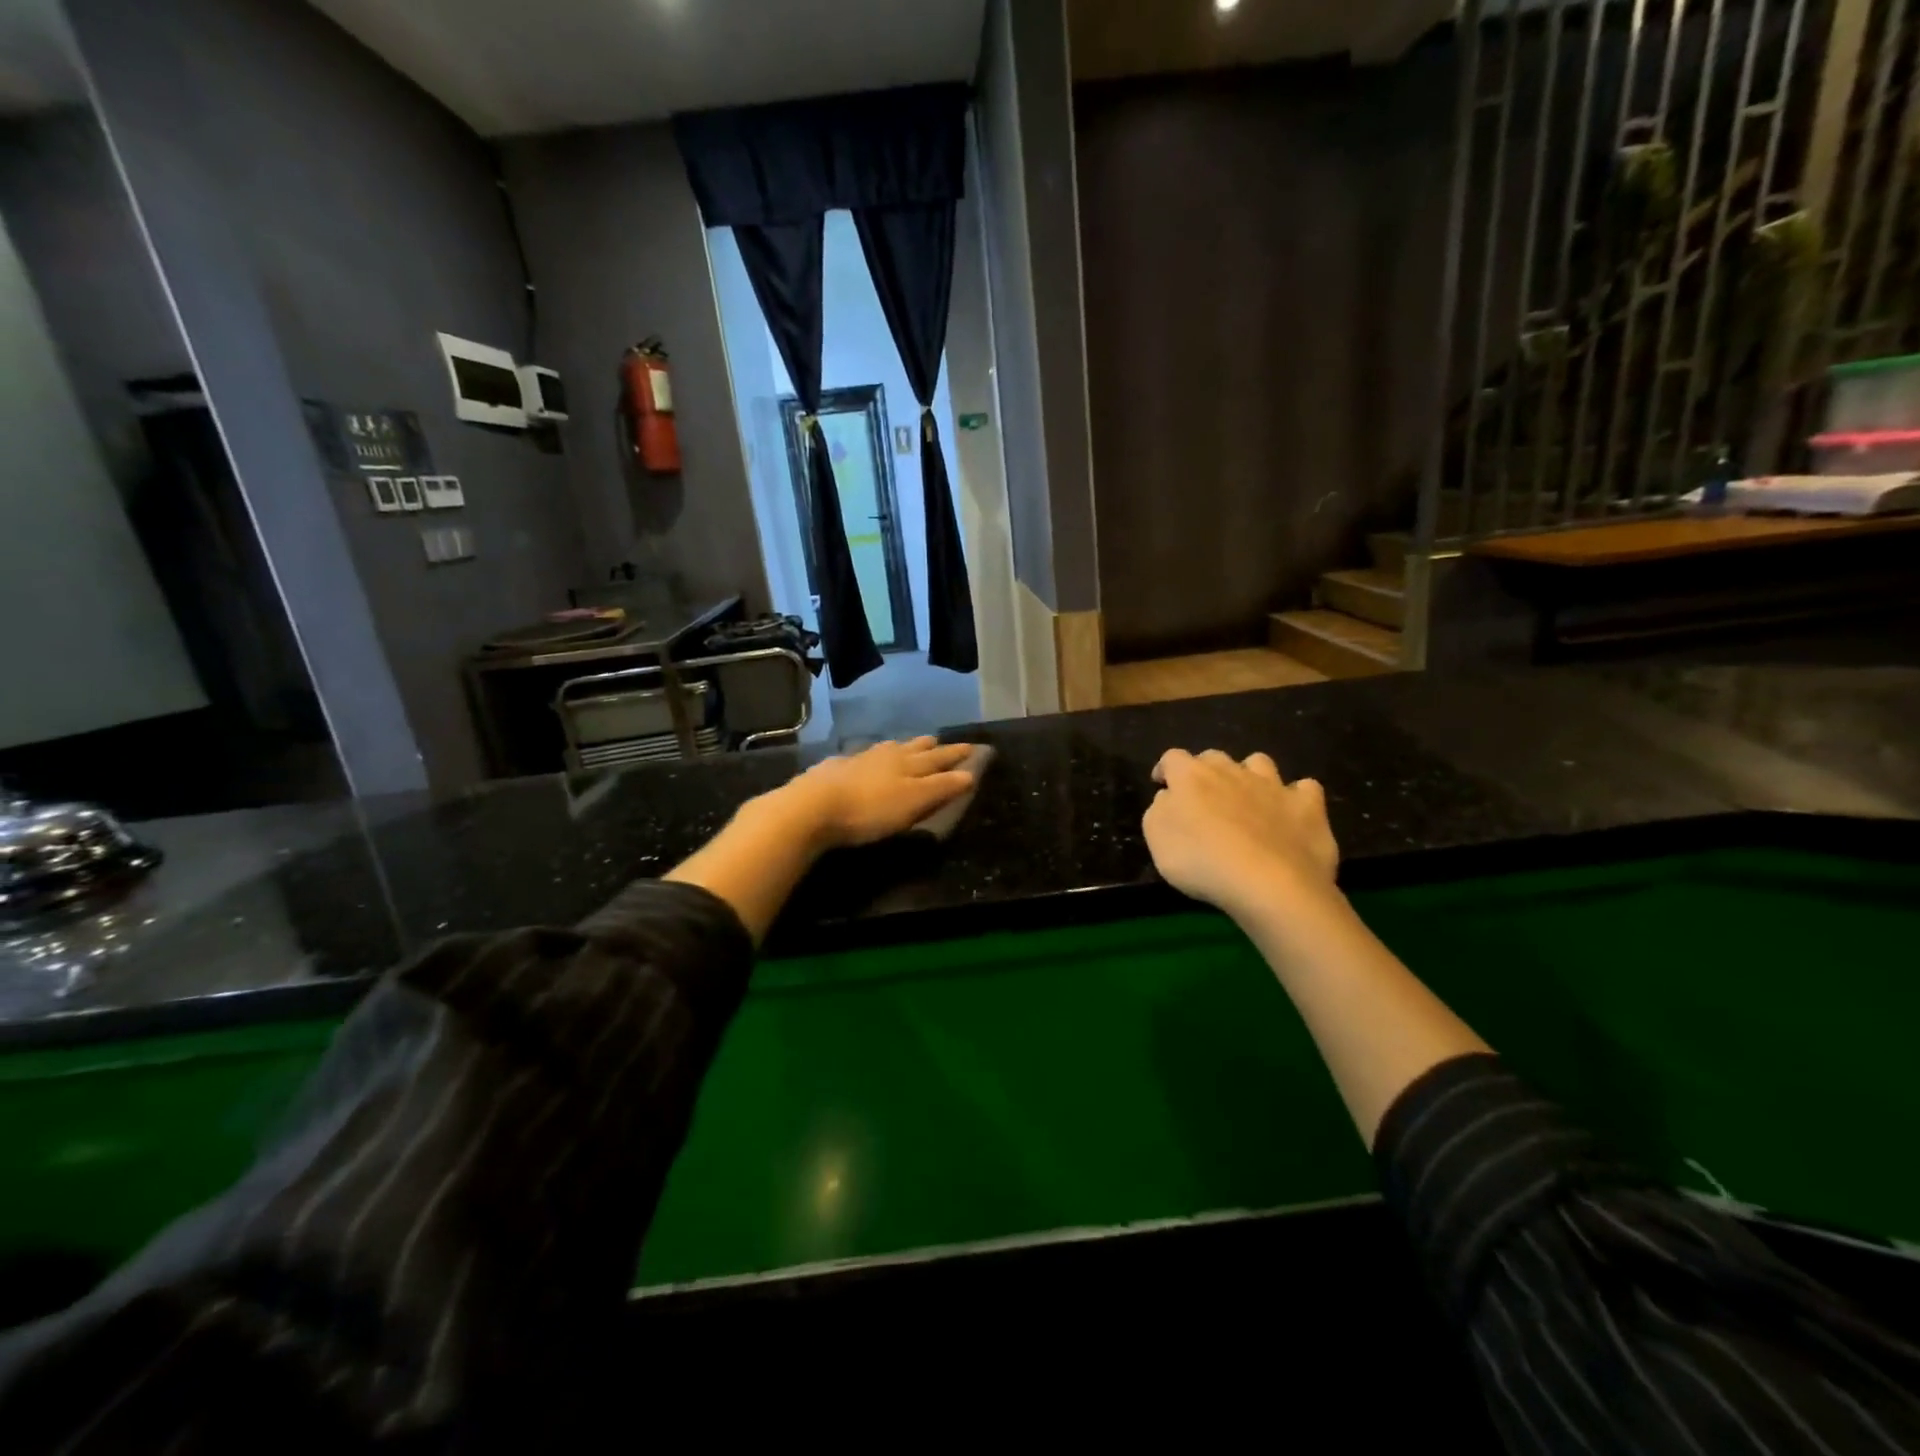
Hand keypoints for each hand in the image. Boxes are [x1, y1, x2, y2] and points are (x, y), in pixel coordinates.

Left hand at [780, 737, 976, 849]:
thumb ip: (941, 788)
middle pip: (913, 748)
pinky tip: (864, 761)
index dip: (957, 754)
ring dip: (901, 747)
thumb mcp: (913, 802)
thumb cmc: (871, 808)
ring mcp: (858, 759)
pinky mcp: (835, 769)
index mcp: (909, 763)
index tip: (973, 747)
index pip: (940, 757)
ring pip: (886, 749)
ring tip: (907, 747)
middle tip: (940, 742)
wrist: (813, 806)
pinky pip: (861, 757)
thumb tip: (970, 773)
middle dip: (930, 746)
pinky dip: (871, 757)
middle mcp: (886, 755)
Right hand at [1143, 749, 1339, 915]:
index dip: (1165, 769)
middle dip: (1206, 771)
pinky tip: (1292, 811)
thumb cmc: (1201, 861)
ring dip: (1250, 774)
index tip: (1162, 784)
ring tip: (1247, 797)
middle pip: (1214, 757)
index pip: (1173, 758)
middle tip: (1203, 797)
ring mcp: (1273, 786)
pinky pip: (1305, 788)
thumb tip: (1170, 797)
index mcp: (1192, 776)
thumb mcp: (1157, 840)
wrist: (1269, 883)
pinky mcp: (1308, 806)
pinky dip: (1297, 796)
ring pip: (1259, 763)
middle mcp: (1232, 771)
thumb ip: (1159, 811)